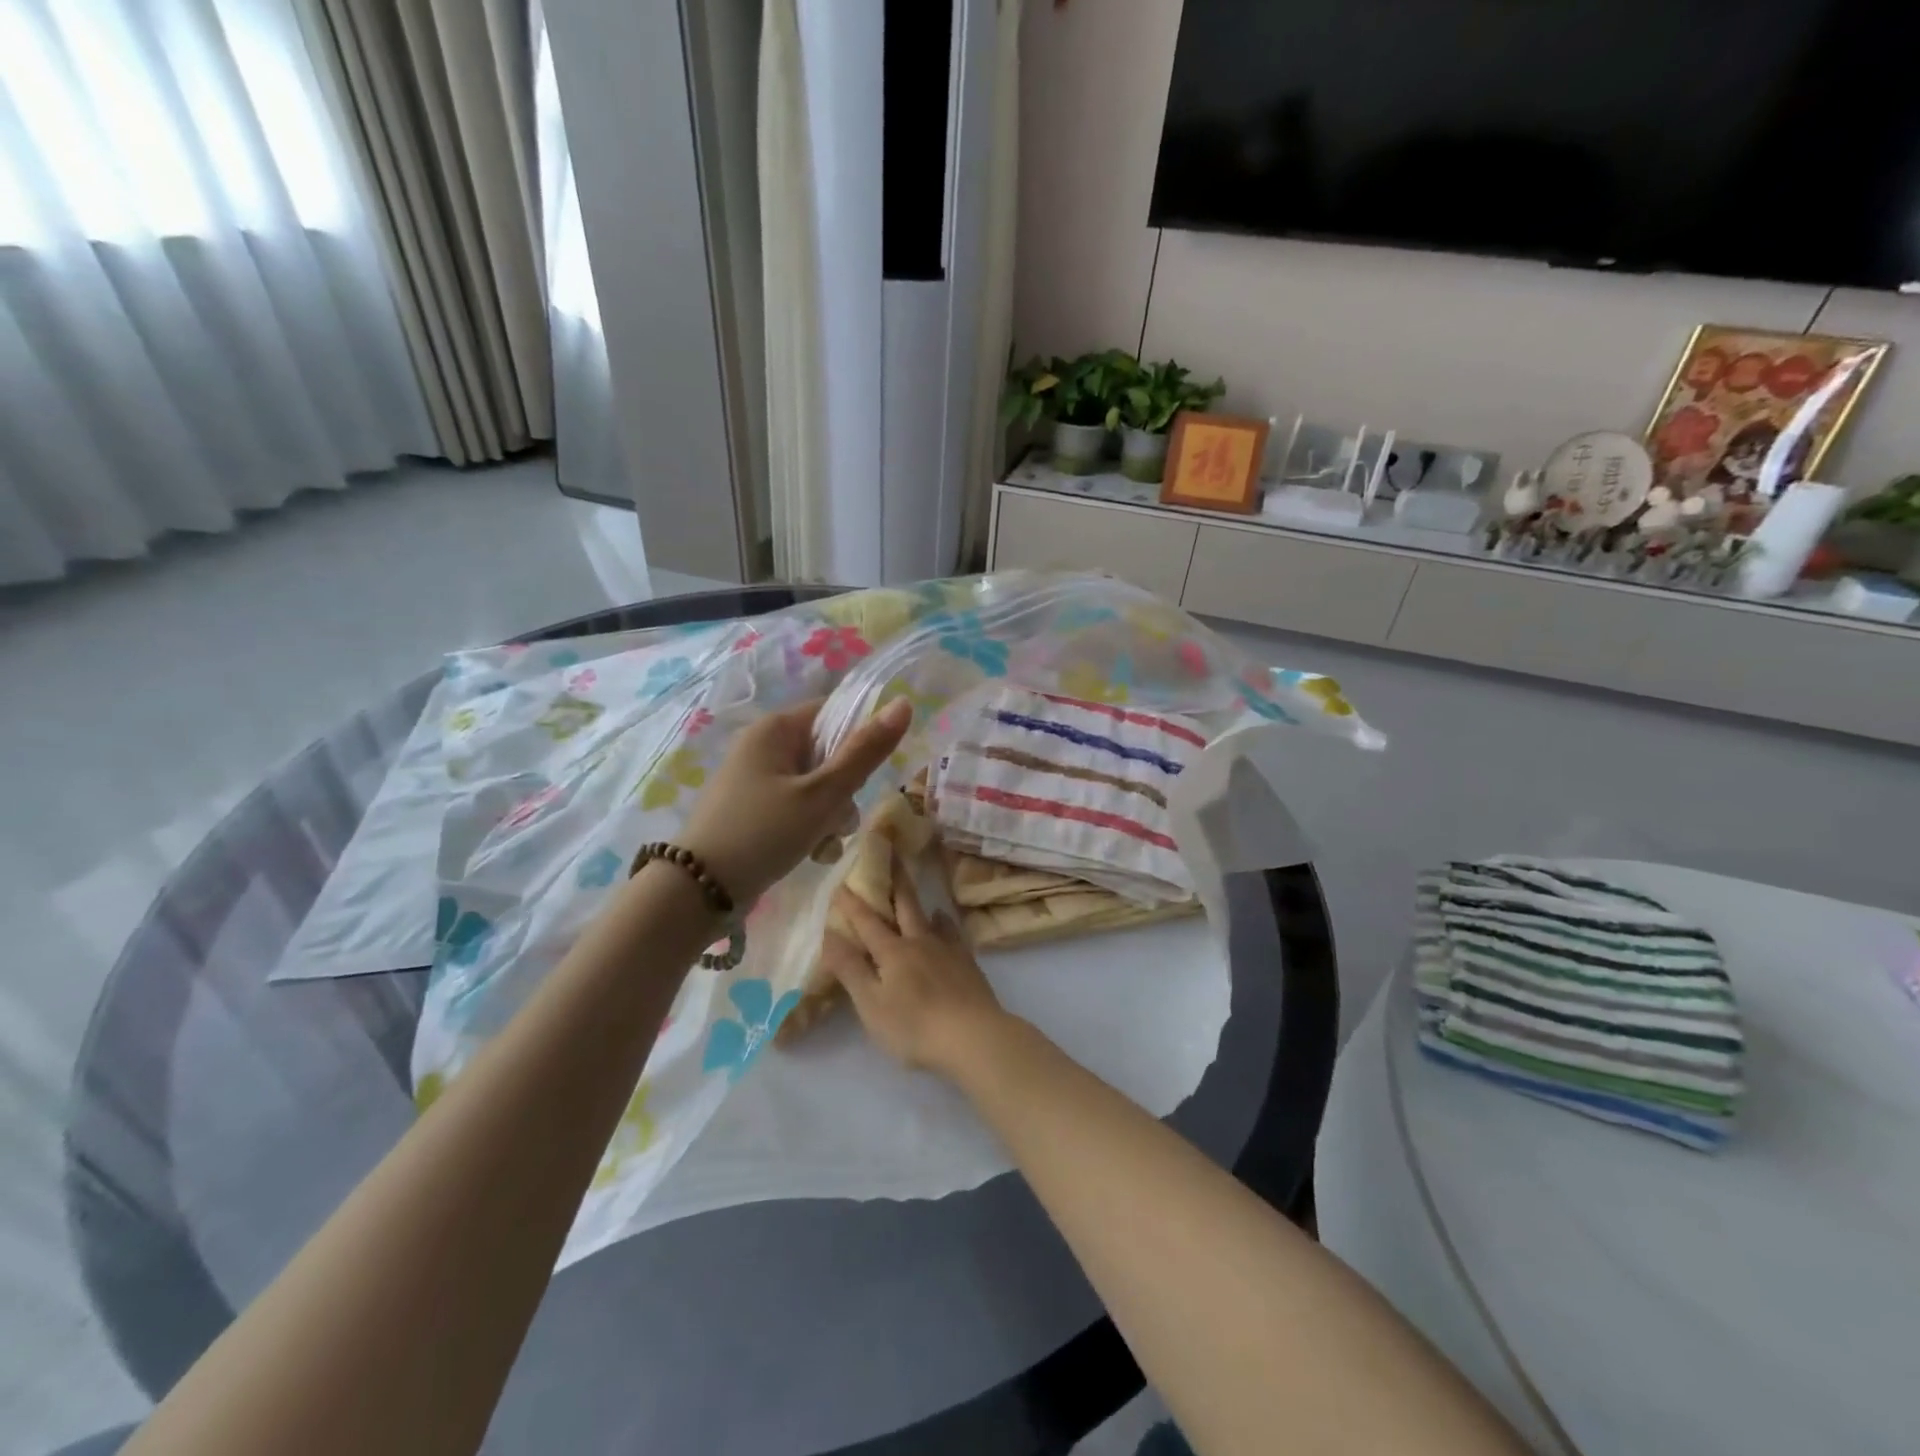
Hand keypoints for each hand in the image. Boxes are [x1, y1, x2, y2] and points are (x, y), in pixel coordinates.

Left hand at [679, 697, 911, 904]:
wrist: (698, 891)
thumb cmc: (763, 833)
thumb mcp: (822, 795)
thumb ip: (864, 752)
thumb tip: (904, 703)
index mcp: (775, 729)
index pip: (834, 713)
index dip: (858, 741)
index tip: (862, 778)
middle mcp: (763, 746)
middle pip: (828, 753)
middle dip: (843, 790)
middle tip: (837, 818)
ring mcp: (755, 778)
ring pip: (816, 785)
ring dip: (829, 815)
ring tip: (822, 844)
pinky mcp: (752, 808)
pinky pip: (796, 805)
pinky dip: (808, 826)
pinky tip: (810, 853)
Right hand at [821, 864, 1010, 1076]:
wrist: (974, 1036)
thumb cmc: (914, 1026)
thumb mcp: (871, 1004)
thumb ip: (851, 969)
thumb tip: (829, 934)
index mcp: (892, 953)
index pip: (867, 922)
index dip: (852, 903)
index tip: (841, 882)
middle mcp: (919, 942)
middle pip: (904, 906)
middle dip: (893, 882)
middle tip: (889, 855)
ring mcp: (947, 951)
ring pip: (930, 917)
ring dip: (917, 901)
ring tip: (912, 888)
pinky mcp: (967, 964)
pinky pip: (953, 934)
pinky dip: (944, 923)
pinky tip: (944, 922)